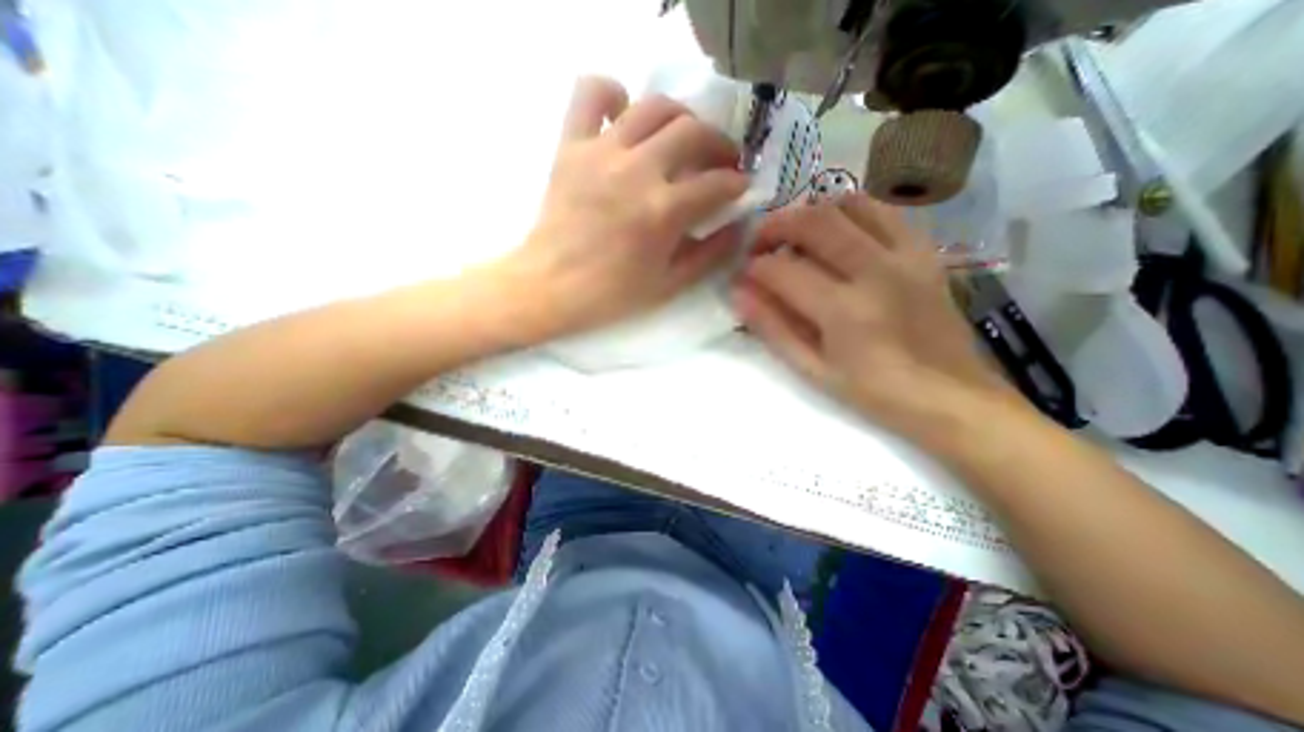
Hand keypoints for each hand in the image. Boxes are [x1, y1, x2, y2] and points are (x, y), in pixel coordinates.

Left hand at [498, 76, 744, 339]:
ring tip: (684, 137)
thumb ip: (709, 255)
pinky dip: (612, 93)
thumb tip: (737, 227)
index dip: (737, 184)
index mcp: (664, 211)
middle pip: (693, 132)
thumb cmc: (611, 293)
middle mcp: (638, 171)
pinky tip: (623, 115)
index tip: (740, 187)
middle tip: (721, 160)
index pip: (717, 183)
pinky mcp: (572, 146)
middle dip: (719, 144)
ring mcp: (602, 152)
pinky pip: (591, 94)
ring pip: (654, 106)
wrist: (551, 287)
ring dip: (681, 117)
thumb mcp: (669, 285)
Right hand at [731, 194, 1017, 433]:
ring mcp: (905, 255)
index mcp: (844, 311)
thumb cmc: (875, 393)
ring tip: (795, 237)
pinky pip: (882, 211)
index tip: (743, 277)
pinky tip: (836, 234)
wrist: (952, 397)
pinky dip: (850, 212)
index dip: (753, 269)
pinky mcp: (924, 251)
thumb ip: (774, 329)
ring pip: (849, 204)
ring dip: (811, 213)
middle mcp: (875, 271)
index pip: (782, 270)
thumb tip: (739, 294)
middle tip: (759, 244)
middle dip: (774, 226)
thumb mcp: (814, 371)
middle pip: (814, 222)